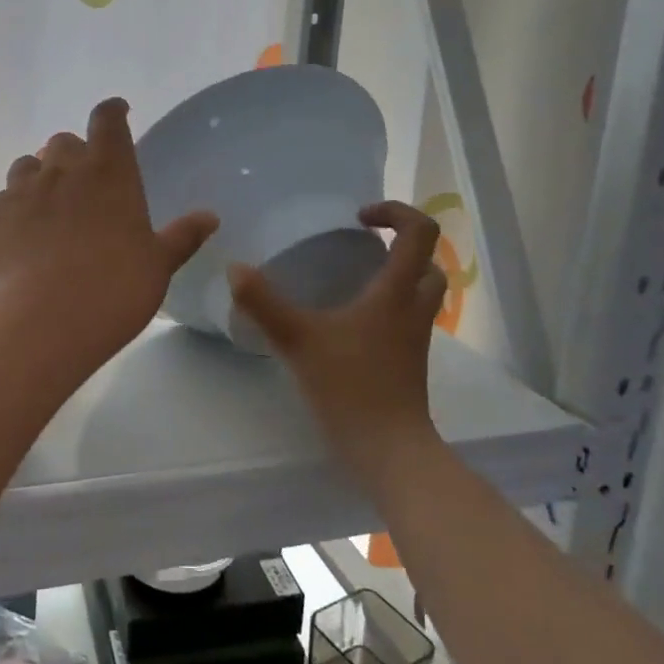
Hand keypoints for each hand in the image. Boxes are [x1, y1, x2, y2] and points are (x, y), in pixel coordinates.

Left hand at [0, 98, 217, 368]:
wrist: (44, 321)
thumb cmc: (115, 288)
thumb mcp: (158, 265)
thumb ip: (182, 236)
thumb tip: (210, 217)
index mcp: (109, 171)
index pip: (108, 120)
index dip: (112, 112)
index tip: (117, 113)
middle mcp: (64, 169)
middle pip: (64, 141)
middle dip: (74, 153)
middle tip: (84, 182)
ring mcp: (23, 190)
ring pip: (28, 164)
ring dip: (40, 176)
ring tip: (49, 206)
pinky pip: (4, 198)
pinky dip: (16, 207)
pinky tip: (23, 235)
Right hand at [228, 201, 446, 477]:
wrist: (390, 452)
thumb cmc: (351, 388)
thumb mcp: (299, 340)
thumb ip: (264, 303)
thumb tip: (235, 268)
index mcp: (396, 293)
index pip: (420, 233)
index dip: (396, 212)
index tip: (359, 217)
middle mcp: (413, 309)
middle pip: (428, 261)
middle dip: (401, 243)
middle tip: (361, 244)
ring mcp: (415, 338)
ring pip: (421, 291)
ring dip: (398, 274)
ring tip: (354, 276)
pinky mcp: (409, 361)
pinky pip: (407, 317)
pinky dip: (388, 304)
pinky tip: (349, 319)